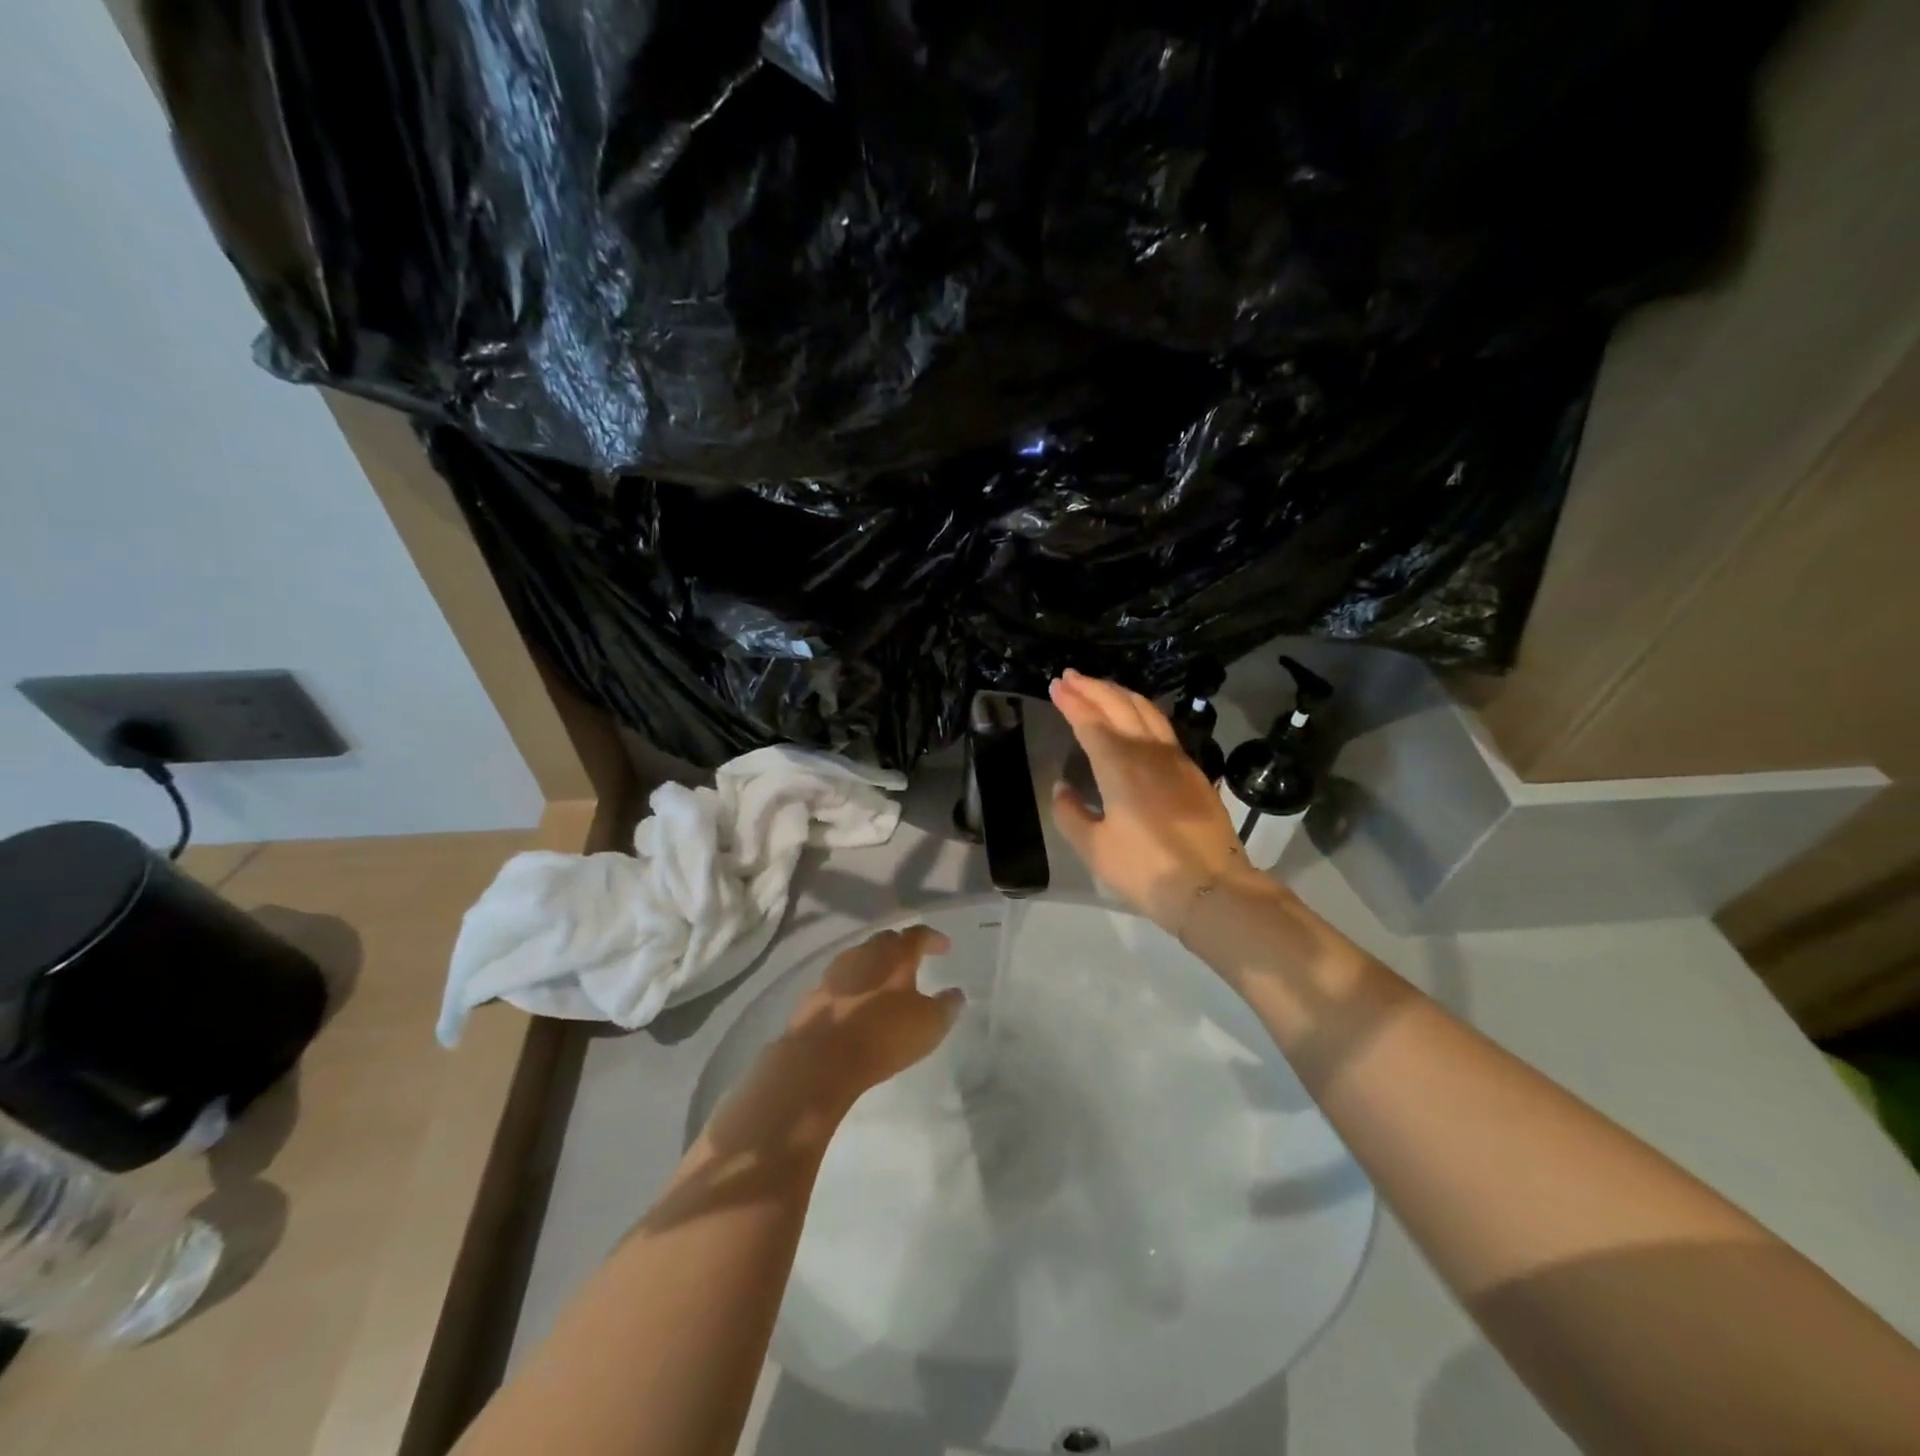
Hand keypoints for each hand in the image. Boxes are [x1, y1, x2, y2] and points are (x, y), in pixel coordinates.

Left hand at [778, 925, 961, 1106]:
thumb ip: (947, 1006)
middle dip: (903, 947)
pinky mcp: (817, 990)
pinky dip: (856, 983)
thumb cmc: (883, 1036)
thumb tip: (956, 993)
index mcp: (896, 955)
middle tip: (914, 961)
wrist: (822, 1057)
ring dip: (877, 964)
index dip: (933, 938)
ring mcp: (838, 970)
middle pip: (887, 940)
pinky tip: (859, 1000)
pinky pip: (843, 978)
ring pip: (863, 956)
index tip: (945, 948)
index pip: (918, 934)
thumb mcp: (929, 1026)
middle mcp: (866, 952)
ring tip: (886, 981)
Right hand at [1049, 669, 1262, 930]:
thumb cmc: (1145, 869)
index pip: (1090, 721)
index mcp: (1119, 764)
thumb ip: (1071, 814)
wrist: (1212, 888)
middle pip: (1119, 705)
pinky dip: (1141, 712)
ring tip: (1100, 688)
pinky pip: (1162, 727)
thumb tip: (1062, 788)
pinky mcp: (1193, 772)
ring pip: (1146, 710)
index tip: (1055, 685)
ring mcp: (1175, 759)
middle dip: (1092, 688)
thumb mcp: (1095, 848)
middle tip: (1070, 677)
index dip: (1071, 701)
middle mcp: (1147, 751)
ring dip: (1119, 694)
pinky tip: (1136, 719)